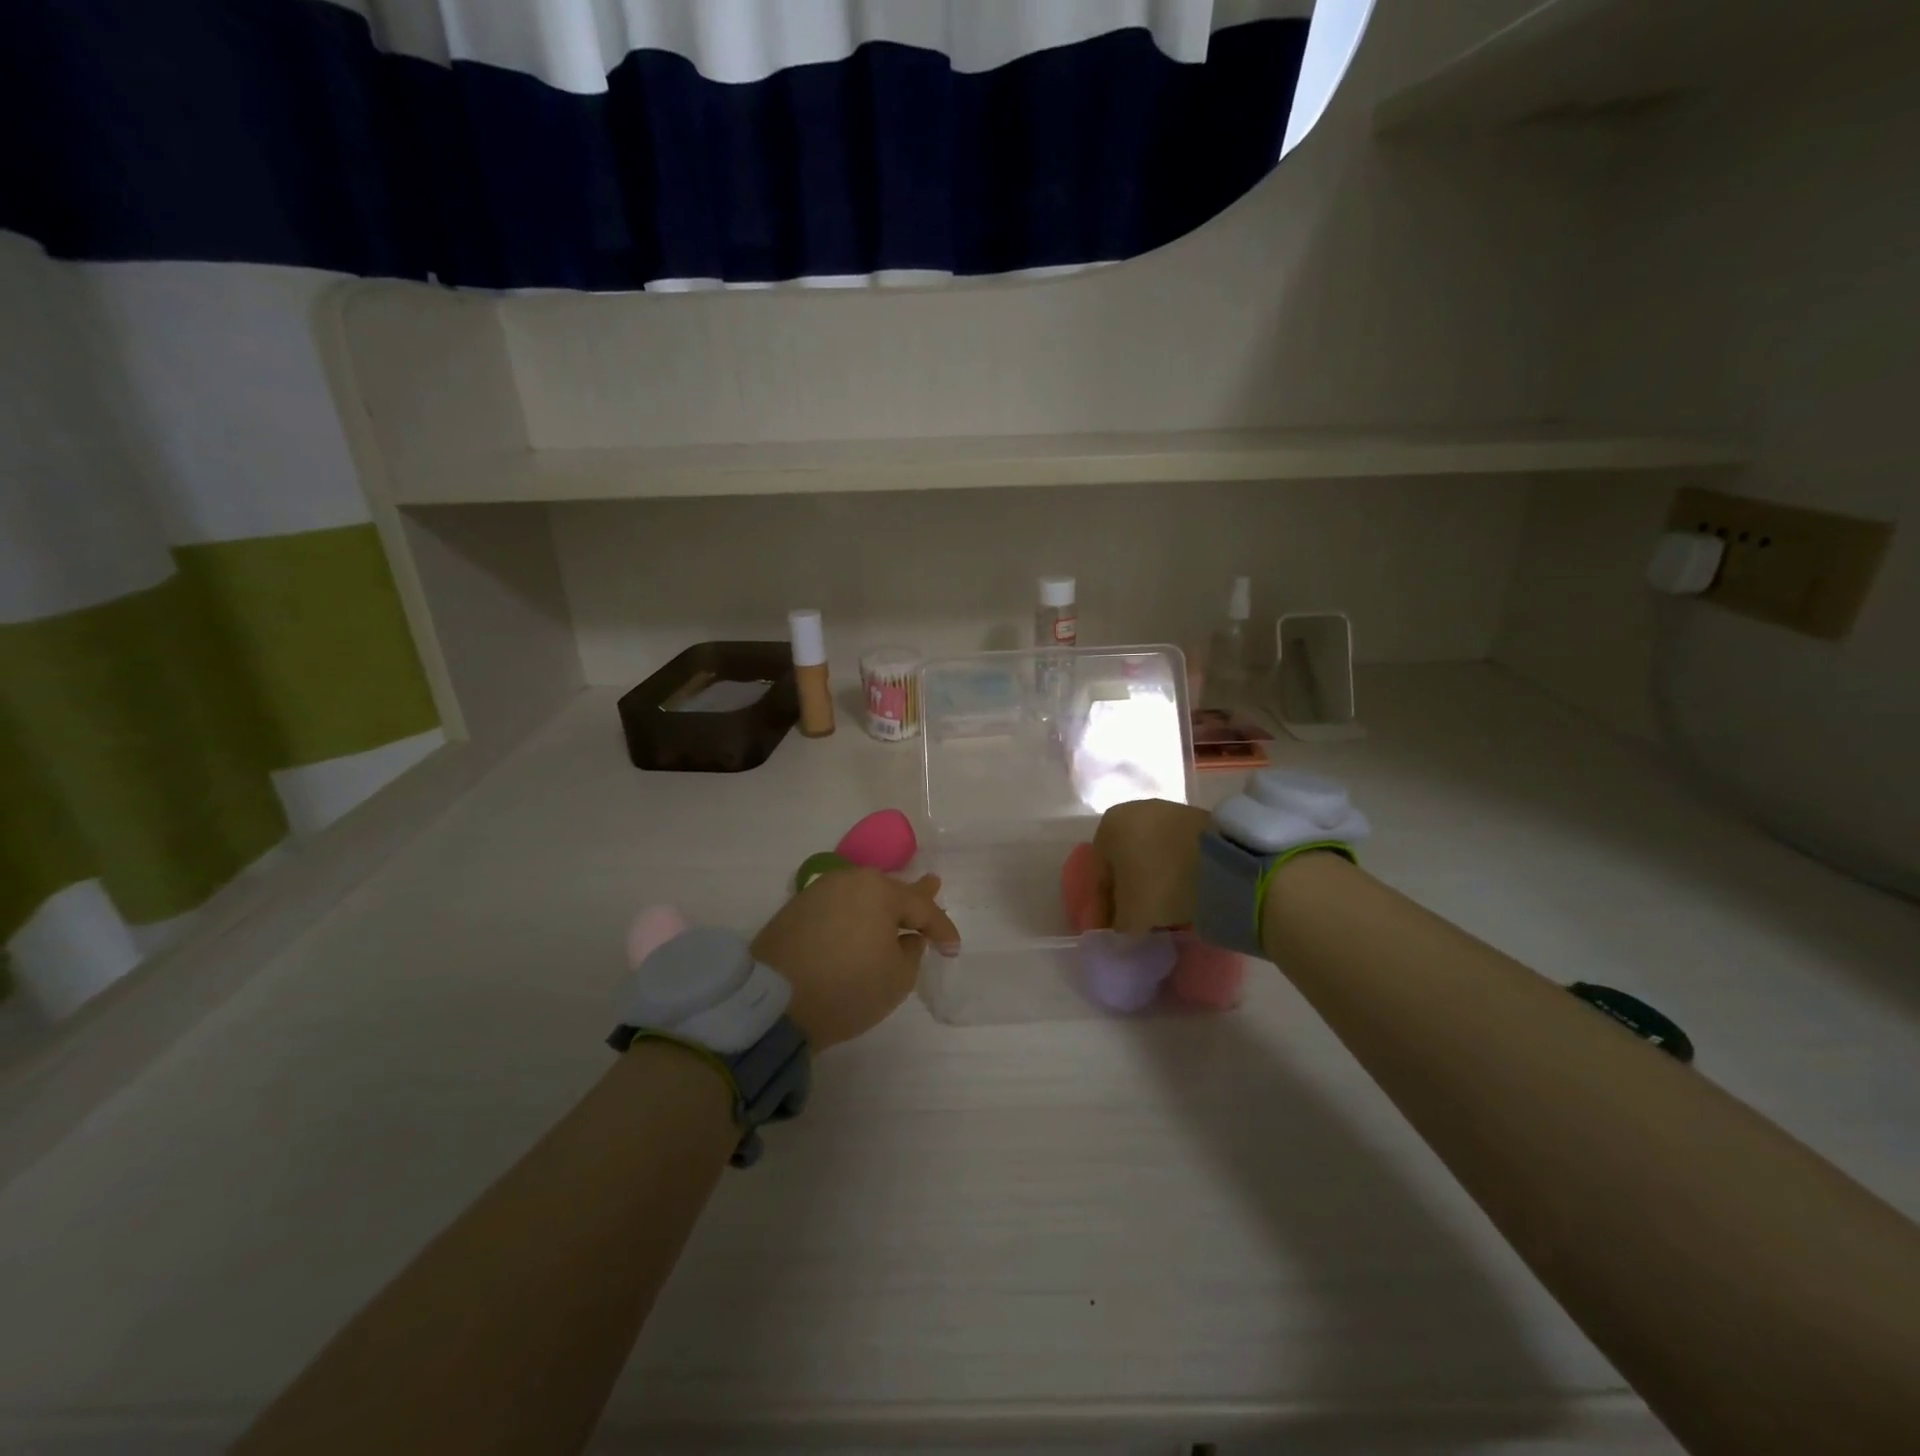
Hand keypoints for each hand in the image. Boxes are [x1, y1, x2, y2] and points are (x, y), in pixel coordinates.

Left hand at [751, 870, 959, 1049]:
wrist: (772, 1003)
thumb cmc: (846, 989)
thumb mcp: (897, 979)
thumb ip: (911, 952)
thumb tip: (906, 937)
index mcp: (879, 891)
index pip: (921, 907)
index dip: (942, 928)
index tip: (953, 948)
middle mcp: (849, 881)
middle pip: (889, 891)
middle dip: (913, 897)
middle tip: (934, 885)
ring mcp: (819, 892)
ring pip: (861, 895)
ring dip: (880, 905)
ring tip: (896, 907)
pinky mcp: (795, 909)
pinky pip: (838, 906)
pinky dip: (854, 914)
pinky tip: (859, 921)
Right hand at [1092, 798, 1212, 933]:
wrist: (1223, 860)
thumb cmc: (1161, 882)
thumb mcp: (1131, 915)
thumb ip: (1119, 924)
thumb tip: (1123, 928)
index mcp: (1108, 827)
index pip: (1099, 876)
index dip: (1103, 910)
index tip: (1111, 933)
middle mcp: (1133, 811)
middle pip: (1125, 864)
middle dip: (1128, 894)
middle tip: (1136, 923)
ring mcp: (1168, 811)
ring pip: (1151, 857)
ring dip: (1153, 884)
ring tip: (1163, 913)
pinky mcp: (1197, 819)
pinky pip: (1176, 853)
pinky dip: (1175, 874)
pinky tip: (1183, 895)